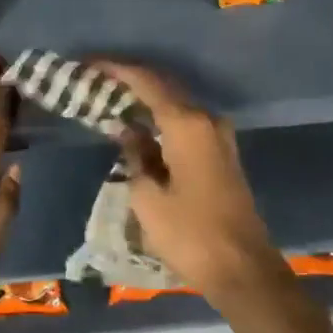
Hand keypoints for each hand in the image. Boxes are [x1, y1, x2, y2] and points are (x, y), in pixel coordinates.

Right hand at [97, 61, 332, 332]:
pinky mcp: (222, 154)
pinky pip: (186, 123)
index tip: (89, 63)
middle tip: (97, 79)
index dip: (116, 69)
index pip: (146, 82)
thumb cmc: (190, 234)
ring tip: (113, 99)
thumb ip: (135, 155)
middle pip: (164, 87)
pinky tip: (141, 126)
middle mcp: (207, 120)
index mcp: (187, 124)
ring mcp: (219, 136)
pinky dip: (162, 118)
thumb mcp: (148, 197)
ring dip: (147, 100)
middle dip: (131, 80)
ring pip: (177, 104)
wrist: (243, 269)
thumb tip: (128, 130)